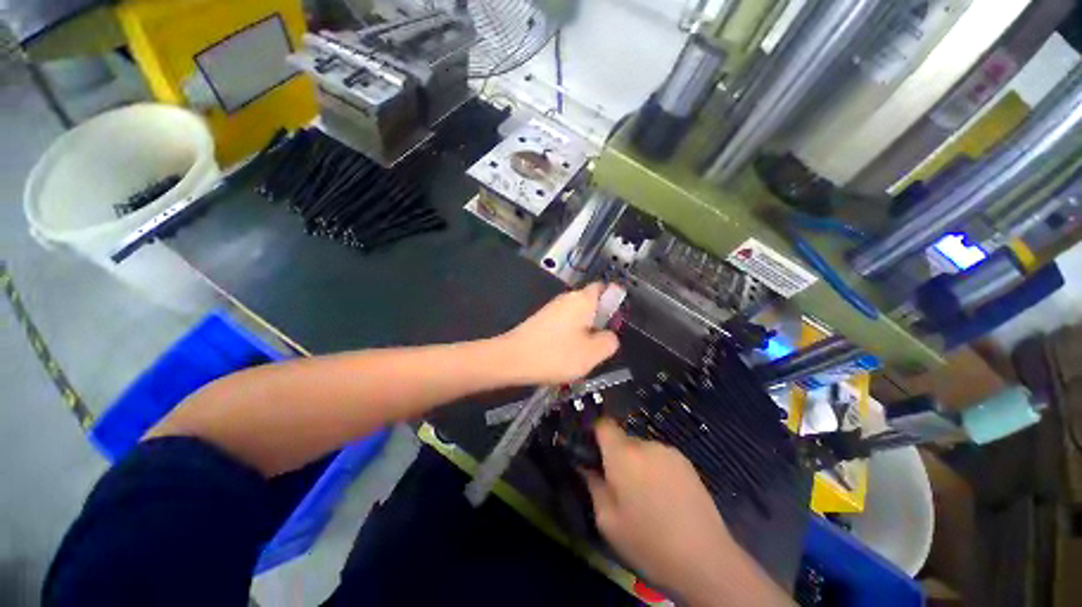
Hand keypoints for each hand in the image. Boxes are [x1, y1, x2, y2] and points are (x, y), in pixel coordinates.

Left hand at [499, 283, 619, 385]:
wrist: (512, 359)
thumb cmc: (555, 354)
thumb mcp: (592, 353)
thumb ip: (610, 342)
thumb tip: (610, 336)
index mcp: (582, 299)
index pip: (604, 287)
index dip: (615, 300)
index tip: (616, 321)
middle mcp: (567, 298)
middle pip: (591, 304)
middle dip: (599, 322)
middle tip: (599, 345)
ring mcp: (552, 308)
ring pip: (578, 317)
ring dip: (584, 332)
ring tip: (581, 354)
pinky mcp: (542, 320)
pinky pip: (564, 324)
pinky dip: (569, 337)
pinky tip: (564, 355)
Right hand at [585, 420, 789, 606]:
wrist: (705, 560)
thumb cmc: (648, 542)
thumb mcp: (607, 521)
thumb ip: (593, 485)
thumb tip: (586, 466)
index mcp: (623, 455)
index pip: (603, 425)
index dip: (594, 434)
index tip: (591, 453)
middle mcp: (646, 445)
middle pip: (622, 439)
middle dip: (616, 456)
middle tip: (619, 486)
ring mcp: (669, 451)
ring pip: (642, 449)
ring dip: (637, 463)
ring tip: (646, 496)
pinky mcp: (686, 462)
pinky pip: (660, 457)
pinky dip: (655, 469)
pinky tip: (665, 497)